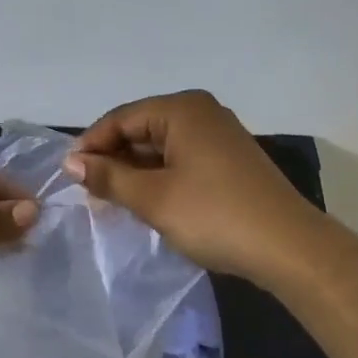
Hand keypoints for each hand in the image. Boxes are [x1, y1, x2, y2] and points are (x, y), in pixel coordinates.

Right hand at [63, 90, 322, 280]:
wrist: (288, 247)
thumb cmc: (214, 215)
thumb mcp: (153, 198)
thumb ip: (108, 177)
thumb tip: (71, 162)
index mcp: (182, 109)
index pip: (121, 118)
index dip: (91, 145)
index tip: (68, 176)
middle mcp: (202, 113)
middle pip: (142, 128)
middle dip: (113, 158)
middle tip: (88, 192)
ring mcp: (219, 136)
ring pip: (161, 146)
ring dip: (135, 171)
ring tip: (112, 200)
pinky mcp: (230, 160)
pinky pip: (181, 159)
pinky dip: (159, 177)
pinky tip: (147, 201)